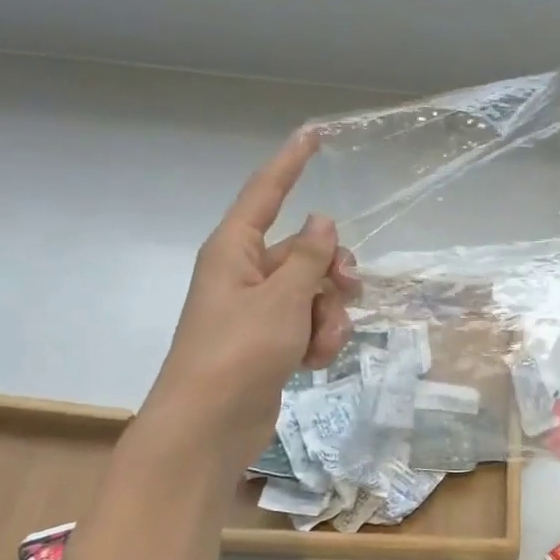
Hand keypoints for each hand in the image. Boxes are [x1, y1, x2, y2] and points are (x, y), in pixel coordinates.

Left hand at [142, 130, 359, 446]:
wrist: (211, 425)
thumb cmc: (239, 352)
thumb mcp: (282, 298)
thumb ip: (309, 258)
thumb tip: (322, 221)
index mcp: (235, 250)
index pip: (266, 193)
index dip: (291, 163)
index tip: (314, 133)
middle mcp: (246, 273)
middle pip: (305, 251)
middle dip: (333, 271)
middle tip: (349, 289)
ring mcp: (259, 309)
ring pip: (315, 292)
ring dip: (330, 314)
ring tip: (321, 342)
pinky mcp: (271, 341)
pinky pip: (309, 323)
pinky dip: (319, 338)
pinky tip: (314, 361)